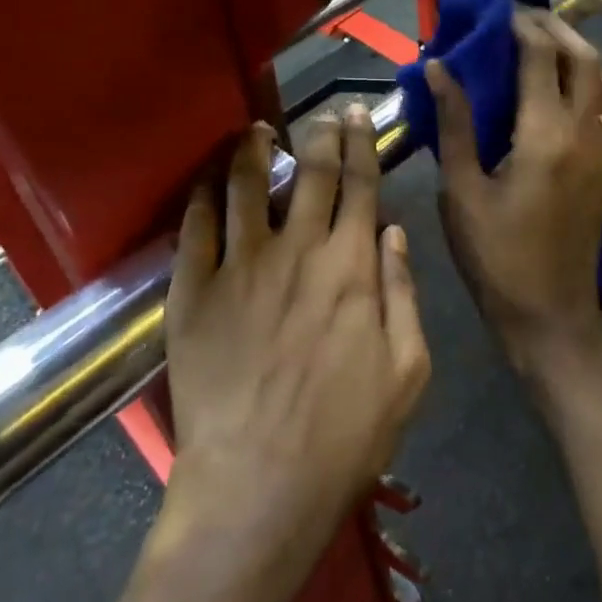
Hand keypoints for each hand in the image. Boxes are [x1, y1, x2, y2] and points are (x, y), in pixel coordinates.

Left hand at [160, 109, 430, 589]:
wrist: (258, 487)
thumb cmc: (345, 436)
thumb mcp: (408, 371)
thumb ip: (403, 292)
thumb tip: (393, 230)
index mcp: (351, 267)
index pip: (360, 185)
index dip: (360, 144)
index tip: (355, 115)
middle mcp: (297, 251)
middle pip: (310, 173)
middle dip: (319, 134)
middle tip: (320, 114)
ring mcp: (240, 267)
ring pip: (247, 186)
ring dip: (254, 150)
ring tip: (256, 130)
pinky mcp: (193, 291)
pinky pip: (196, 227)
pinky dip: (204, 195)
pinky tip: (209, 180)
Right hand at [426, 10, 601, 389]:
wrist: (552, 317)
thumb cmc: (497, 257)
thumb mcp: (462, 191)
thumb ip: (454, 124)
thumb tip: (438, 68)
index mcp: (545, 134)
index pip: (540, 56)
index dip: (519, 24)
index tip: (495, 8)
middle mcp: (584, 132)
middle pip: (585, 57)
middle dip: (555, 28)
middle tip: (519, 18)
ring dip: (580, 53)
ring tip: (543, 48)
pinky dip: (590, 81)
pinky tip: (558, 92)